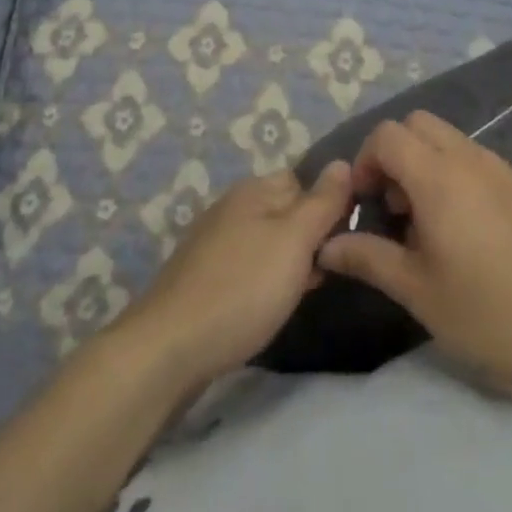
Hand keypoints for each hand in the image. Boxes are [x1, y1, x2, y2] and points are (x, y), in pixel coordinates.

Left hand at [122, 162, 352, 387]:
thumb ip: (323, 202)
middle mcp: (232, 206)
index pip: (304, 180)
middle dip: (308, 238)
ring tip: (300, 293)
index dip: (327, 206)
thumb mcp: (294, 241)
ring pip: (267, 241)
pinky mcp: (202, 276)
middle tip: (324, 272)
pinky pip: (247, 266)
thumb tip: (343, 163)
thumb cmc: (242, 289)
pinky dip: (263, 281)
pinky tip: (267, 306)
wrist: (168, 348)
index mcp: (254, 190)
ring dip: (287, 262)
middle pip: (285, 210)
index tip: (343, 240)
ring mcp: (213, 241)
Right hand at [317, 112, 511, 401]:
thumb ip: (368, 258)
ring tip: (425, 222)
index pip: (387, 135)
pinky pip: (474, 157)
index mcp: (440, 178)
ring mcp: (501, 167)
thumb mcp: (418, 291)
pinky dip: (453, 172)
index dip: (366, 160)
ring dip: (424, 162)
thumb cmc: (488, 313)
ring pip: (448, 138)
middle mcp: (470, 159)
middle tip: (393, 207)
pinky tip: (462, 228)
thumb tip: (326, 245)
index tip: (366, 203)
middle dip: (394, 154)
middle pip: (418, 124)